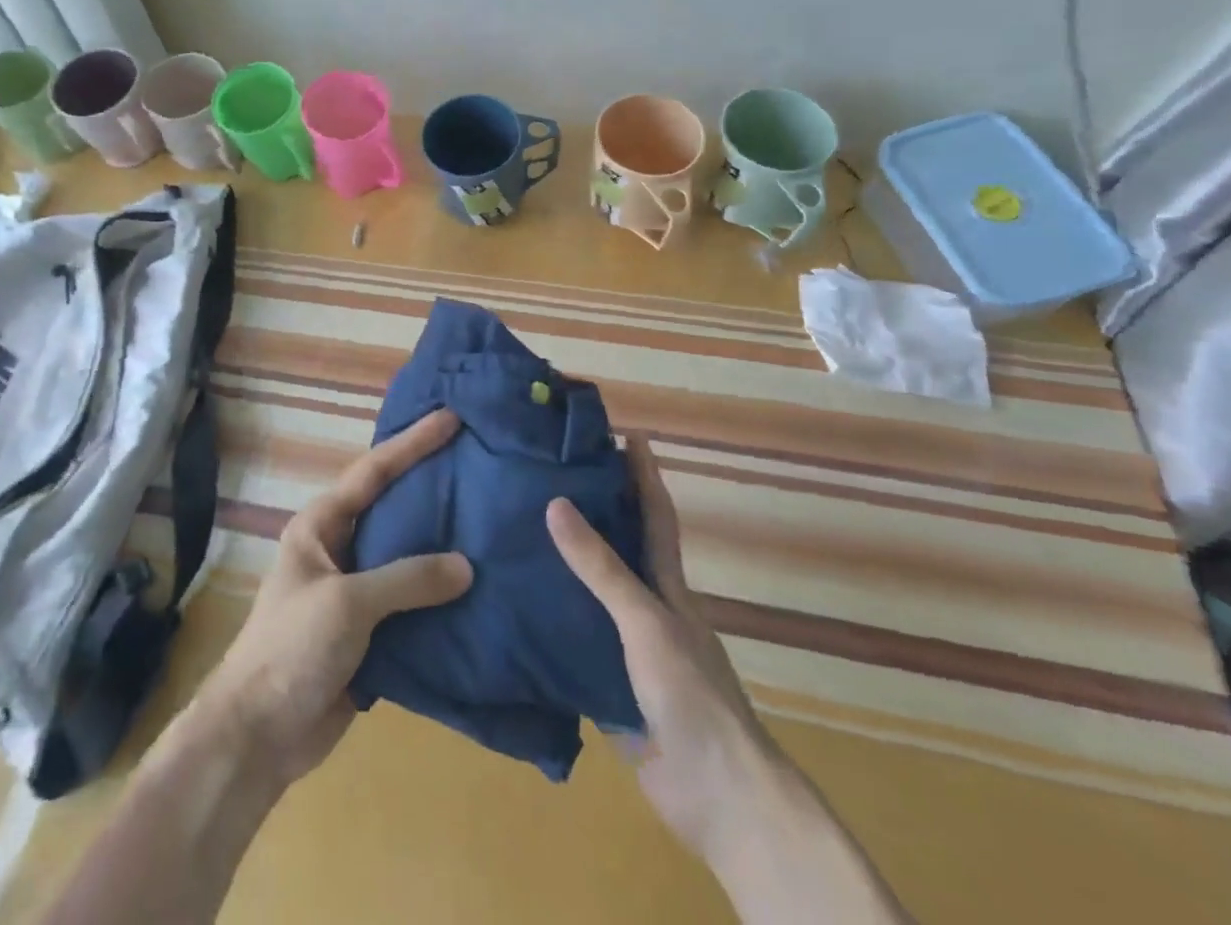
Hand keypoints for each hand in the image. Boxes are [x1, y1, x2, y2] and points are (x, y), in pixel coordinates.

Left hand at [195, 408, 473, 788]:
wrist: (260, 732)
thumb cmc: (292, 648)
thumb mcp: (346, 603)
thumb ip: (406, 579)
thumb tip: (466, 565)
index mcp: (322, 524)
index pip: (373, 471)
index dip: (411, 443)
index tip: (450, 419)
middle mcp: (340, 547)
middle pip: (393, 507)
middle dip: (431, 486)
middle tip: (479, 465)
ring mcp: (355, 589)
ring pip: (406, 554)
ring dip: (442, 543)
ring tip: (490, 521)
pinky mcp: (370, 630)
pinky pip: (412, 601)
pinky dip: (441, 594)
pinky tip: (479, 589)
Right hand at [547, 438, 778, 859]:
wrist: (718, 797)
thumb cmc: (691, 694)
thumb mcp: (645, 621)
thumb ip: (600, 568)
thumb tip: (555, 503)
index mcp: (667, 587)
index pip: (654, 515)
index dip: (642, 475)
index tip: (625, 433)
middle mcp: (648, 609)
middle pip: (619, 549)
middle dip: (593, 510)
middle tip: (548, 475)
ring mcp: (628, 650)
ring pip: (590, 595)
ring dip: (562, 566)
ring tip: (516, 532)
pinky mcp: (607, 686)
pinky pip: (571, 642)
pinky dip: (548, 622)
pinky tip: (513, 608)